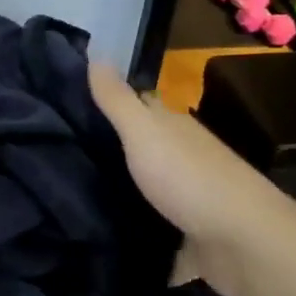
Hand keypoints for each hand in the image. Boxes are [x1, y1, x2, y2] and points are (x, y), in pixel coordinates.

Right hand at [88, 61, 293, 295]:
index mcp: (174, 129)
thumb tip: (95, 53)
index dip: (108, 102)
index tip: (68, 105)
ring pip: (143, 188)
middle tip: (55, 152)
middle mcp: (181, 158)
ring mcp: (185, 199)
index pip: (139, 106)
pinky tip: (99, 232)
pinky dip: (130, 229)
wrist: (240, 243)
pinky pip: (149, 228)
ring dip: (116, 190)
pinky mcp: (184, 236)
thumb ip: (118, 100)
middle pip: (140, 148)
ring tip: (68, 194)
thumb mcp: (145, 132)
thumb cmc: (190, 178)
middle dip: (105, 150)